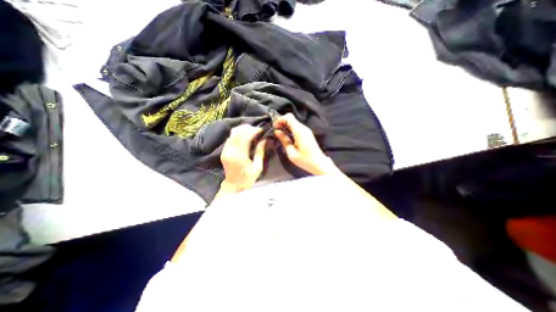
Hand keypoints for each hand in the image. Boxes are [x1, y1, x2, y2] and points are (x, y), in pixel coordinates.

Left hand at [220, 123, 266, 192]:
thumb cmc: (248, 178)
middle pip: (238, 133)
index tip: (261, 130)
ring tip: (252, 131)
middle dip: (248, 128)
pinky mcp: (224, 151)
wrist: (234, 186)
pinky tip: (245, 135)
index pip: (245, 137)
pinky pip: (230, 138)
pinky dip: (238, 134)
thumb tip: (264, 140)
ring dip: (243, 130)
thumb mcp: (258, 167)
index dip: (254, 131)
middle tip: (257, 129)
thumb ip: (260, 152)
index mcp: (239, 156)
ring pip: (233, 133)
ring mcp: (225, 151)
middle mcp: (230, 151)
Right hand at [273, 114, 338, 174]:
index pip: (289, 117)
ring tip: (279, 133)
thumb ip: (284, 140)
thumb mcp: (291, 152)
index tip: (274, 126)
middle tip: (275, 130)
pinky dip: (290, 128)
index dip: (280, 119)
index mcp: (300, 132)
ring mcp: (306, 130)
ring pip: (293, 122)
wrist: (319, 163)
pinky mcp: (307, 133)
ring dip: (285, 125)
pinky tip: (286, 135)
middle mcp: (303, 128)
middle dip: (282, 121)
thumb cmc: (305, 160)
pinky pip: (296, 127)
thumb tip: (276, 132)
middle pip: (291, 118)